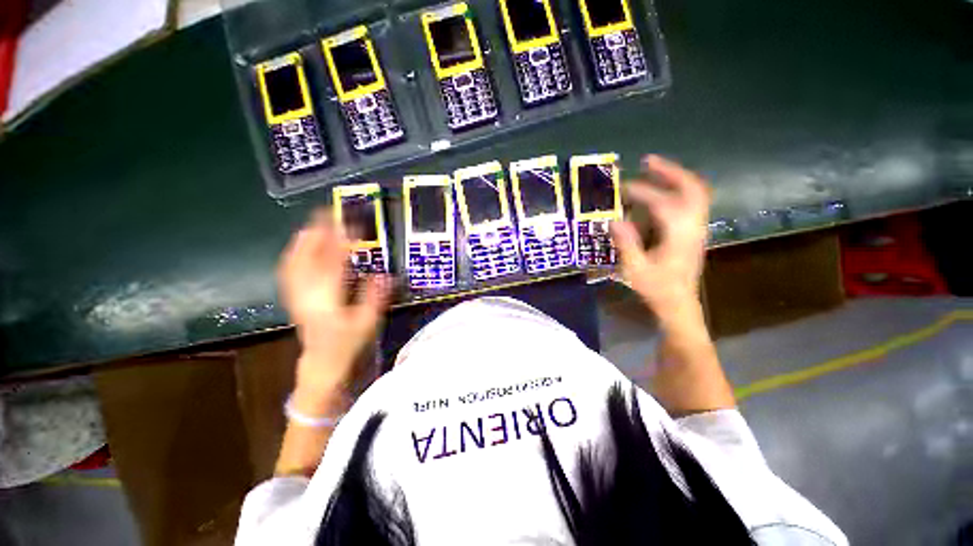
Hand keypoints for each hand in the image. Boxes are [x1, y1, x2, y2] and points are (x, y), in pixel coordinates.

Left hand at [278, 210, 391, 406]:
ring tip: (314, 224)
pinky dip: (295, 253)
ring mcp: (297, 294)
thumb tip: (384, 274)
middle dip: (317, 232)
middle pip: (307, 256)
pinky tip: (299, 247)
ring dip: (304, 240)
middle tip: (328, 213)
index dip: (342, 241)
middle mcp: (308, 292)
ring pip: (294, 260)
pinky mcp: (294, 297)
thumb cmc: (347, 344)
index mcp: (327, 297)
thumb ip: (374, 297)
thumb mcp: (367, 322)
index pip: (333, 261)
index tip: (352, 224)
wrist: (322, 362)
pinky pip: (289, 269)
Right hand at [611, 155, 710, 318]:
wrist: (678, 303)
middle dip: (670, 171)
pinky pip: (693, 201)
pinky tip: (662, 190)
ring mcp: (697, 228)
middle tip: (648, 161)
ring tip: (654, 169)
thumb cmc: (656, 288)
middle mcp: (694, 227)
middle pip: (692, 189)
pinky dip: (679, 189)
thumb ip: (626, 243)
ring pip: (696, 192)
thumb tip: (614, 220)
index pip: (664, 204)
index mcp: (679, 236)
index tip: (624, 187)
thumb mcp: (635, 269)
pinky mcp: (694, 231)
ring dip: (676, 177)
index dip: (644, 192)